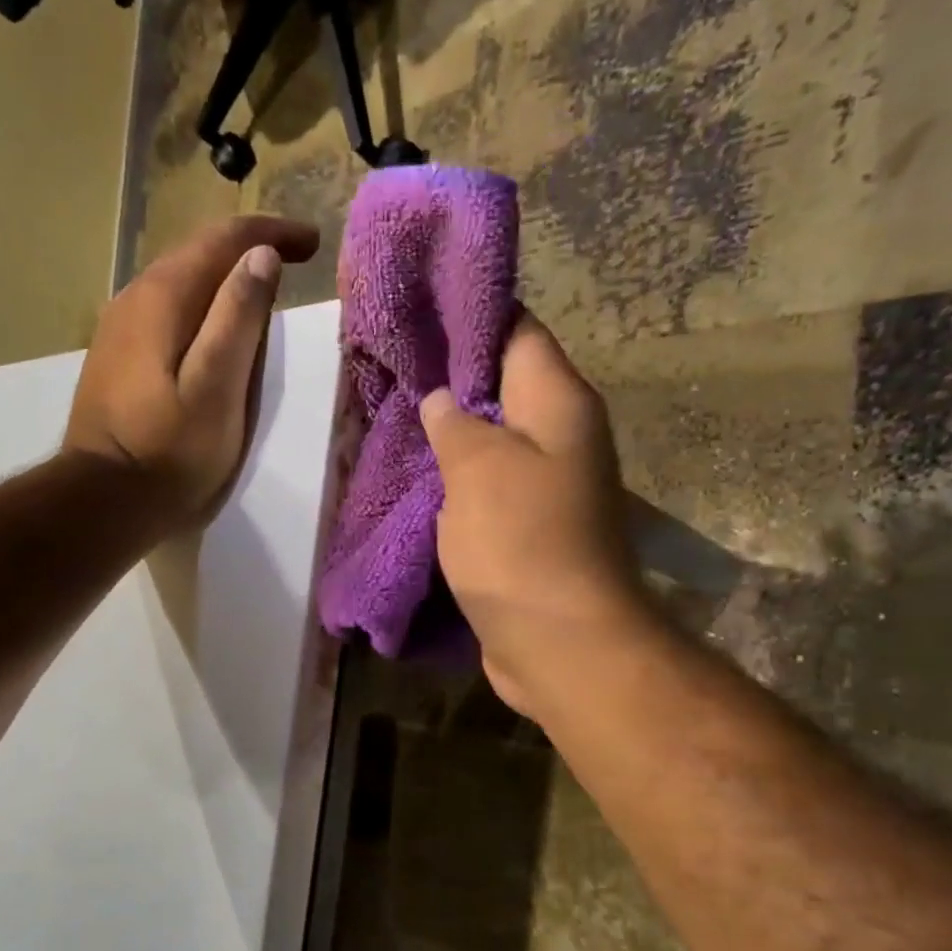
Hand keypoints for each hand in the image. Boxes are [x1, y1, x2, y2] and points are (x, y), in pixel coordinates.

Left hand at [63, 215, 319, 526]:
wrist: (104, 498)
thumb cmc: (170, 450)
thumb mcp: (217, 387)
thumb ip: (238, 319)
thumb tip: (261, 257)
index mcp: (164, 297)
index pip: (223, 240)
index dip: (270, 234)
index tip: (312, 243)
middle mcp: (134, 297)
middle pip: (198, 253)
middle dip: (249, 249)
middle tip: (295, 259)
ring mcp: (119, 327)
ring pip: (180, 282)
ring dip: (224, 278)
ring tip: (262, 290)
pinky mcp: (116, 356)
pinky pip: (166, 311)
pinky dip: (200, 306)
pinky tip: (214, 328)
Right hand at [421, 311, 640, 719]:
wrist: (561, 643)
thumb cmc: (522, 543)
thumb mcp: (479, 467)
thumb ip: (456, 423)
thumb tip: (442, 400)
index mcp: (558, 404)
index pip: (518, 331)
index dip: (470, 314)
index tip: (417, 307)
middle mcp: (560, 437)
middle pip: (503, 387)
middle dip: (450, 378)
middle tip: (390, 366)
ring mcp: (546, 487)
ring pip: (491, 442)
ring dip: (449, 434)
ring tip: (391, 415)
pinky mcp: (527, 531)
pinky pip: (486, 489)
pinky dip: (454, 481)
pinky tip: (413, 476)